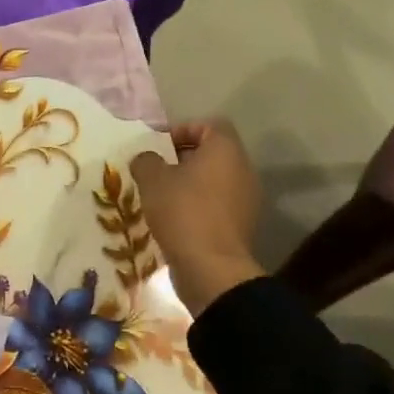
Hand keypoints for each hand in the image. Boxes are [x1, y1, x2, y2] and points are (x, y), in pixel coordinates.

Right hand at [130, 119, 265, 316]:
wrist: (211, 268)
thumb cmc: (182, 211)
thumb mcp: (152, 178)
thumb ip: (146, 160)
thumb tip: (147, 160)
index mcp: (225, 150)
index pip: (209, 125)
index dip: (182, 129)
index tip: (159, 146)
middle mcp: (243, 170)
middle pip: (212, 153)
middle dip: (182, 159)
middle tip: (155, 171)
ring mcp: (246, 200)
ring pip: (214, 181)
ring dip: (189, 184)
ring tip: (161, 196)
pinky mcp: (241, 225)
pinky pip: (217, 205)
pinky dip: (197, 206)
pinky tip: (174, 219)